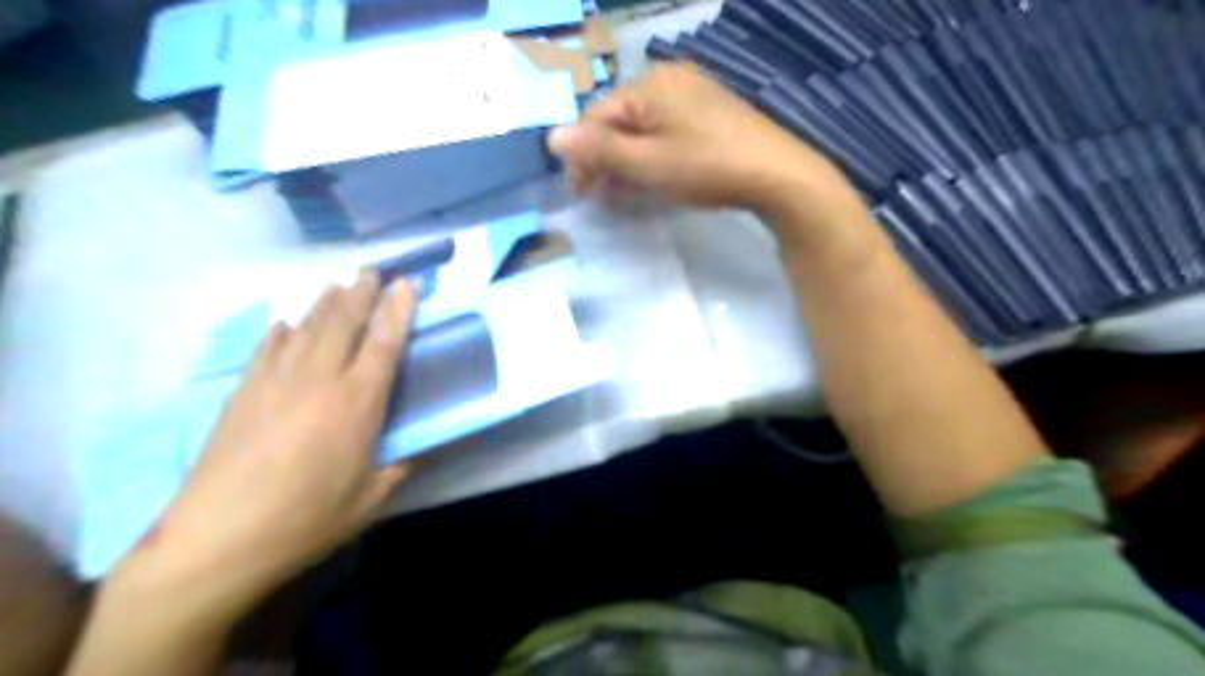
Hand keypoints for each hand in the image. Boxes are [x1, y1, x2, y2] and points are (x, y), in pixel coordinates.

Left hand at [117, 268, 417, 616]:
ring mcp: (275, 383)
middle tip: (372, 272)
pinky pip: (266, 350)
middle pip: (343, 323)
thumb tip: (413, 452)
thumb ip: (396, 468)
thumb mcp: (368, 499)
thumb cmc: (305, 520)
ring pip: (306, 329)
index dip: (398, 310)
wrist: (216, 540)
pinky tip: (285, 324)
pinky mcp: (242, 395)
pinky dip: (280, 332)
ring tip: (338, 285)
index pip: (383, 343)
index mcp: (357, 404)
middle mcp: (318, 381)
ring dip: (325, 304)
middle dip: (361, 293)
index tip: (406, 284)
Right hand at [548, 62, 865, 230]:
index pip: (597, 117)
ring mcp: (693, 94)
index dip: (583, 157)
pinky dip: (653, 155)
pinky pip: (666, 130)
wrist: (776, 175)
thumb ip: (598, 150)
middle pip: (619, 121)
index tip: (581, 195)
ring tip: (626, 193)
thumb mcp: (646, 163)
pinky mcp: (710, 112)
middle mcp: (669, 80)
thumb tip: (552, 137)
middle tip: (602, 197)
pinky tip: (655, 178)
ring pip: (643, 128)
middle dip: (605, 160)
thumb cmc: (705, 168)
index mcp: (649, 85)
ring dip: (627, 161)